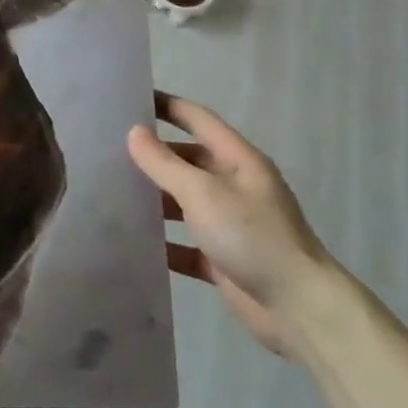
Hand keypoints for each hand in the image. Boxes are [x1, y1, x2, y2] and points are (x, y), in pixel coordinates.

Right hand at [127, 93, 334, 357]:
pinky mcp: (223, 259)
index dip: (167, 106)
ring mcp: (230, 224)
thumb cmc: (252, 237)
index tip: (130, 97)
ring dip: (154, 199)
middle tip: (107, 150)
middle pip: (188, 161)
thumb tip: (134, 132)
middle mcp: (235, 187)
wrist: (299, 309)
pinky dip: (162, 242)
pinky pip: (185, 243)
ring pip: (183, 203)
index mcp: (239, 161)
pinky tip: (131, 241)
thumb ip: (165, 163)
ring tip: (110, 193)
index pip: (198, 120)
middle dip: (153, 156)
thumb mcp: (203, 193)